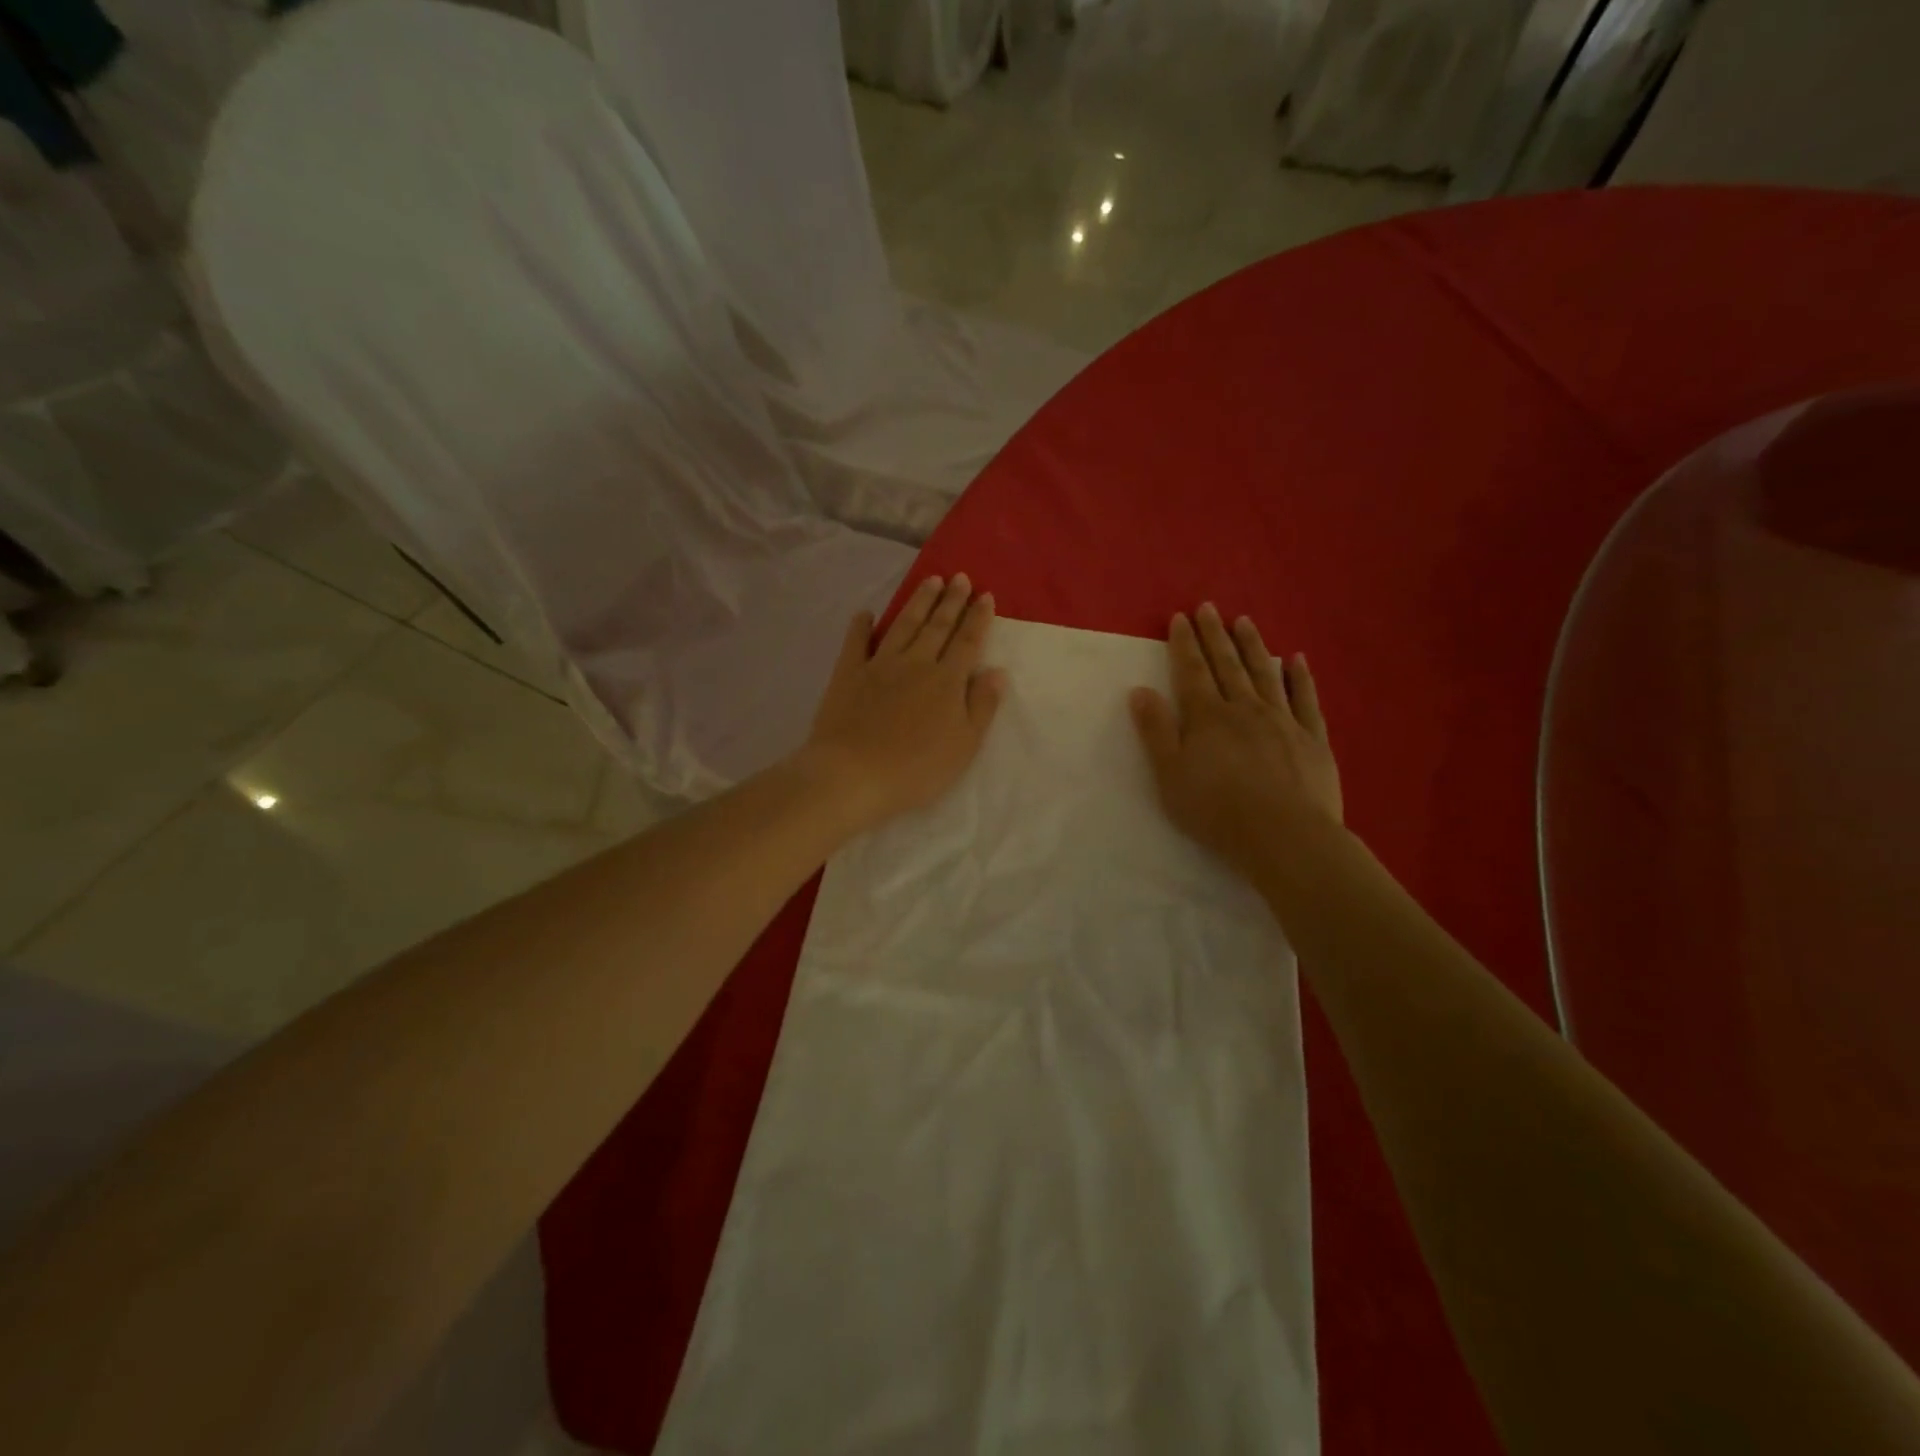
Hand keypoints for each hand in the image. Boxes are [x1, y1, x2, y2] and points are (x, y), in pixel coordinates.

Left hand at [800, 574, 1005, 831]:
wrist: (854, 775)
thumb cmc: (917, 769)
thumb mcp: (964, 745)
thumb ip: (982, 706)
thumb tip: (997, 671)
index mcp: (947, 681)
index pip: (968, 642)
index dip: (978, 618)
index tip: (985, 595)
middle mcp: (916, 664)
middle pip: (937, 626)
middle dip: (951, 600)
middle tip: (960, 577)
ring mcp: (879, 665)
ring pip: (903, 625)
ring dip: (918, 602)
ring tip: (930, 580)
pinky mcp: (848, 674)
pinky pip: (856, 642)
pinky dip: (861, 626)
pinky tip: (866, 613)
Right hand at [1130, 604, 1341, 881]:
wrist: (1284, 836)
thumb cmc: (1217, 810)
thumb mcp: (1170, 775)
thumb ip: (1156, 731)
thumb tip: (1140, 691)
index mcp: (1207, 717)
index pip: (1192, 672)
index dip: (1184, 644)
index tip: (1180, 617)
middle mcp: (1245, 709)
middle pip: (1227, 665)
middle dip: (1215, 635)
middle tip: (1210, 607)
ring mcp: (1283, 720)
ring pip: (1264, 674)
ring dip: (1253, 646)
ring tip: (1244, 621)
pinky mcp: (1312, 738)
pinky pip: (1305, 699)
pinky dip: (1299, 678)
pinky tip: (1296, 660)